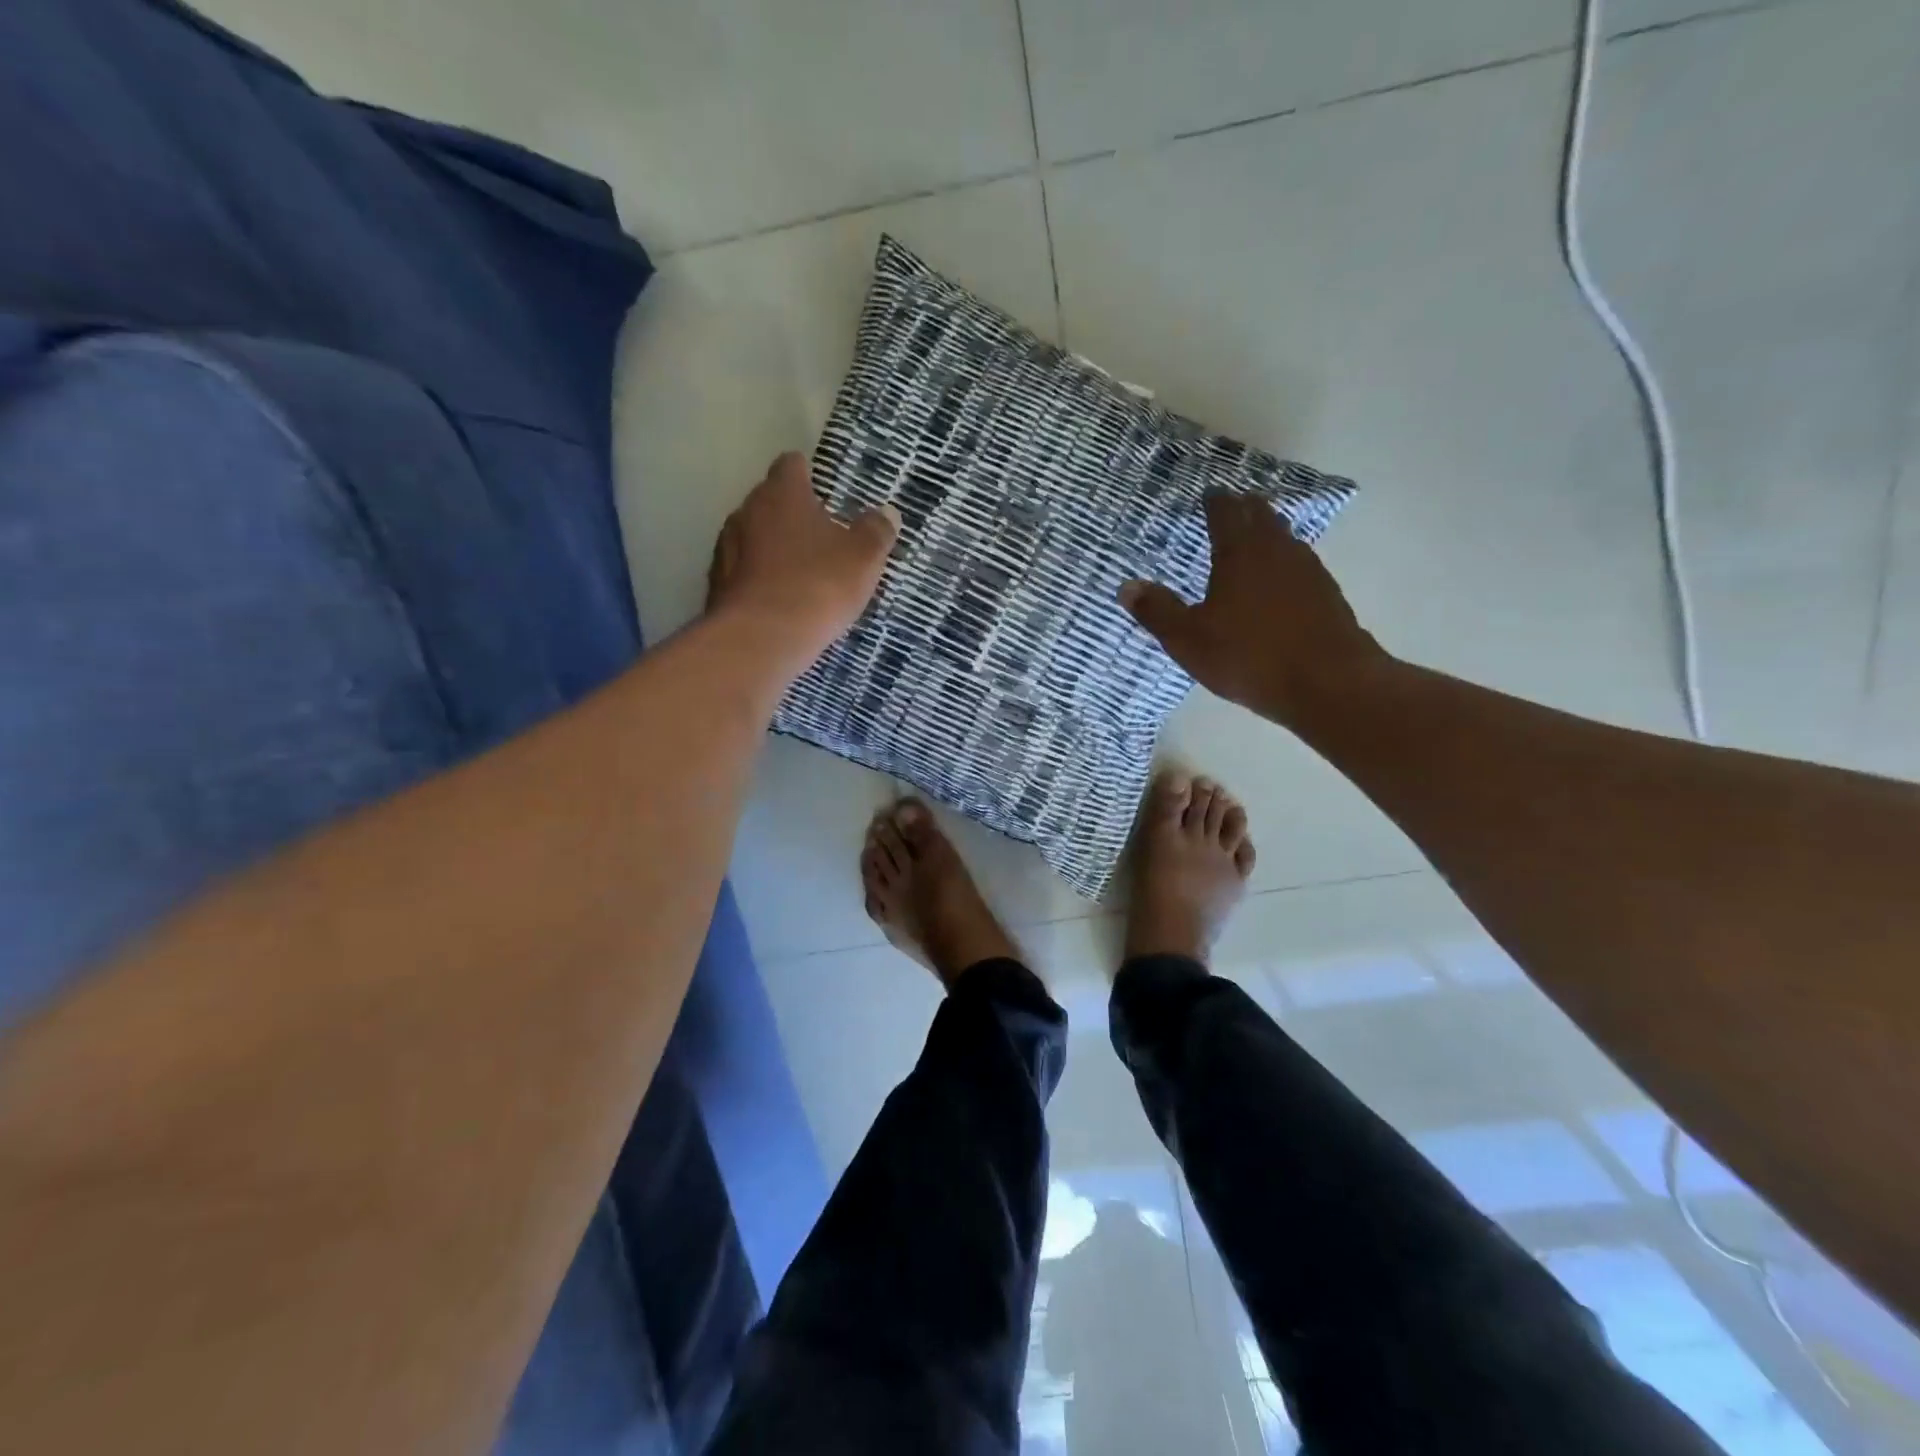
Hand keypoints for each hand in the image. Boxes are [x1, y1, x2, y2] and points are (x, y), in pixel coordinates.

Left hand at [707, 452, 899, 668]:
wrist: (761, 639)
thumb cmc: (817, 585)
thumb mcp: (863, 558)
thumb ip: (876, 532)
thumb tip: (886, 514)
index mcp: (781, 494)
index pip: (792, 465)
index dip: (810, 475)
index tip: (827, 494)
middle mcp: (746, 511)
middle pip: (771, 502)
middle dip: (793, 516)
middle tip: (822, 539)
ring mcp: (725, 549)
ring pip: (754, 538)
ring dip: (774, 549)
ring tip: (801, 575)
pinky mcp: (716, 586)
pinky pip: (744, 573)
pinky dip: (760, 580)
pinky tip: (780, 602)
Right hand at [1119, 492, 1386, 724]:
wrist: (1329, 683)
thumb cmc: (1249, 657)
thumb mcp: (1189, 640)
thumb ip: (1157, 611)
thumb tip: (1126, 586)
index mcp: (1240, 552)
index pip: (1226, 512)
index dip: (1215, 500)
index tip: (1209, 493)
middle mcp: (1276, 550)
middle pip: (1261, 515)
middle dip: (1244, 507)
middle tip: (1231, 505)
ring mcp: (1308, 570)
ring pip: (1284, 537)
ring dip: (1268, 530)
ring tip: (1254, 536)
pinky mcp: (1327, 594)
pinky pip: (1300, 563)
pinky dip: (1284, 560)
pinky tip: (1280, 579)